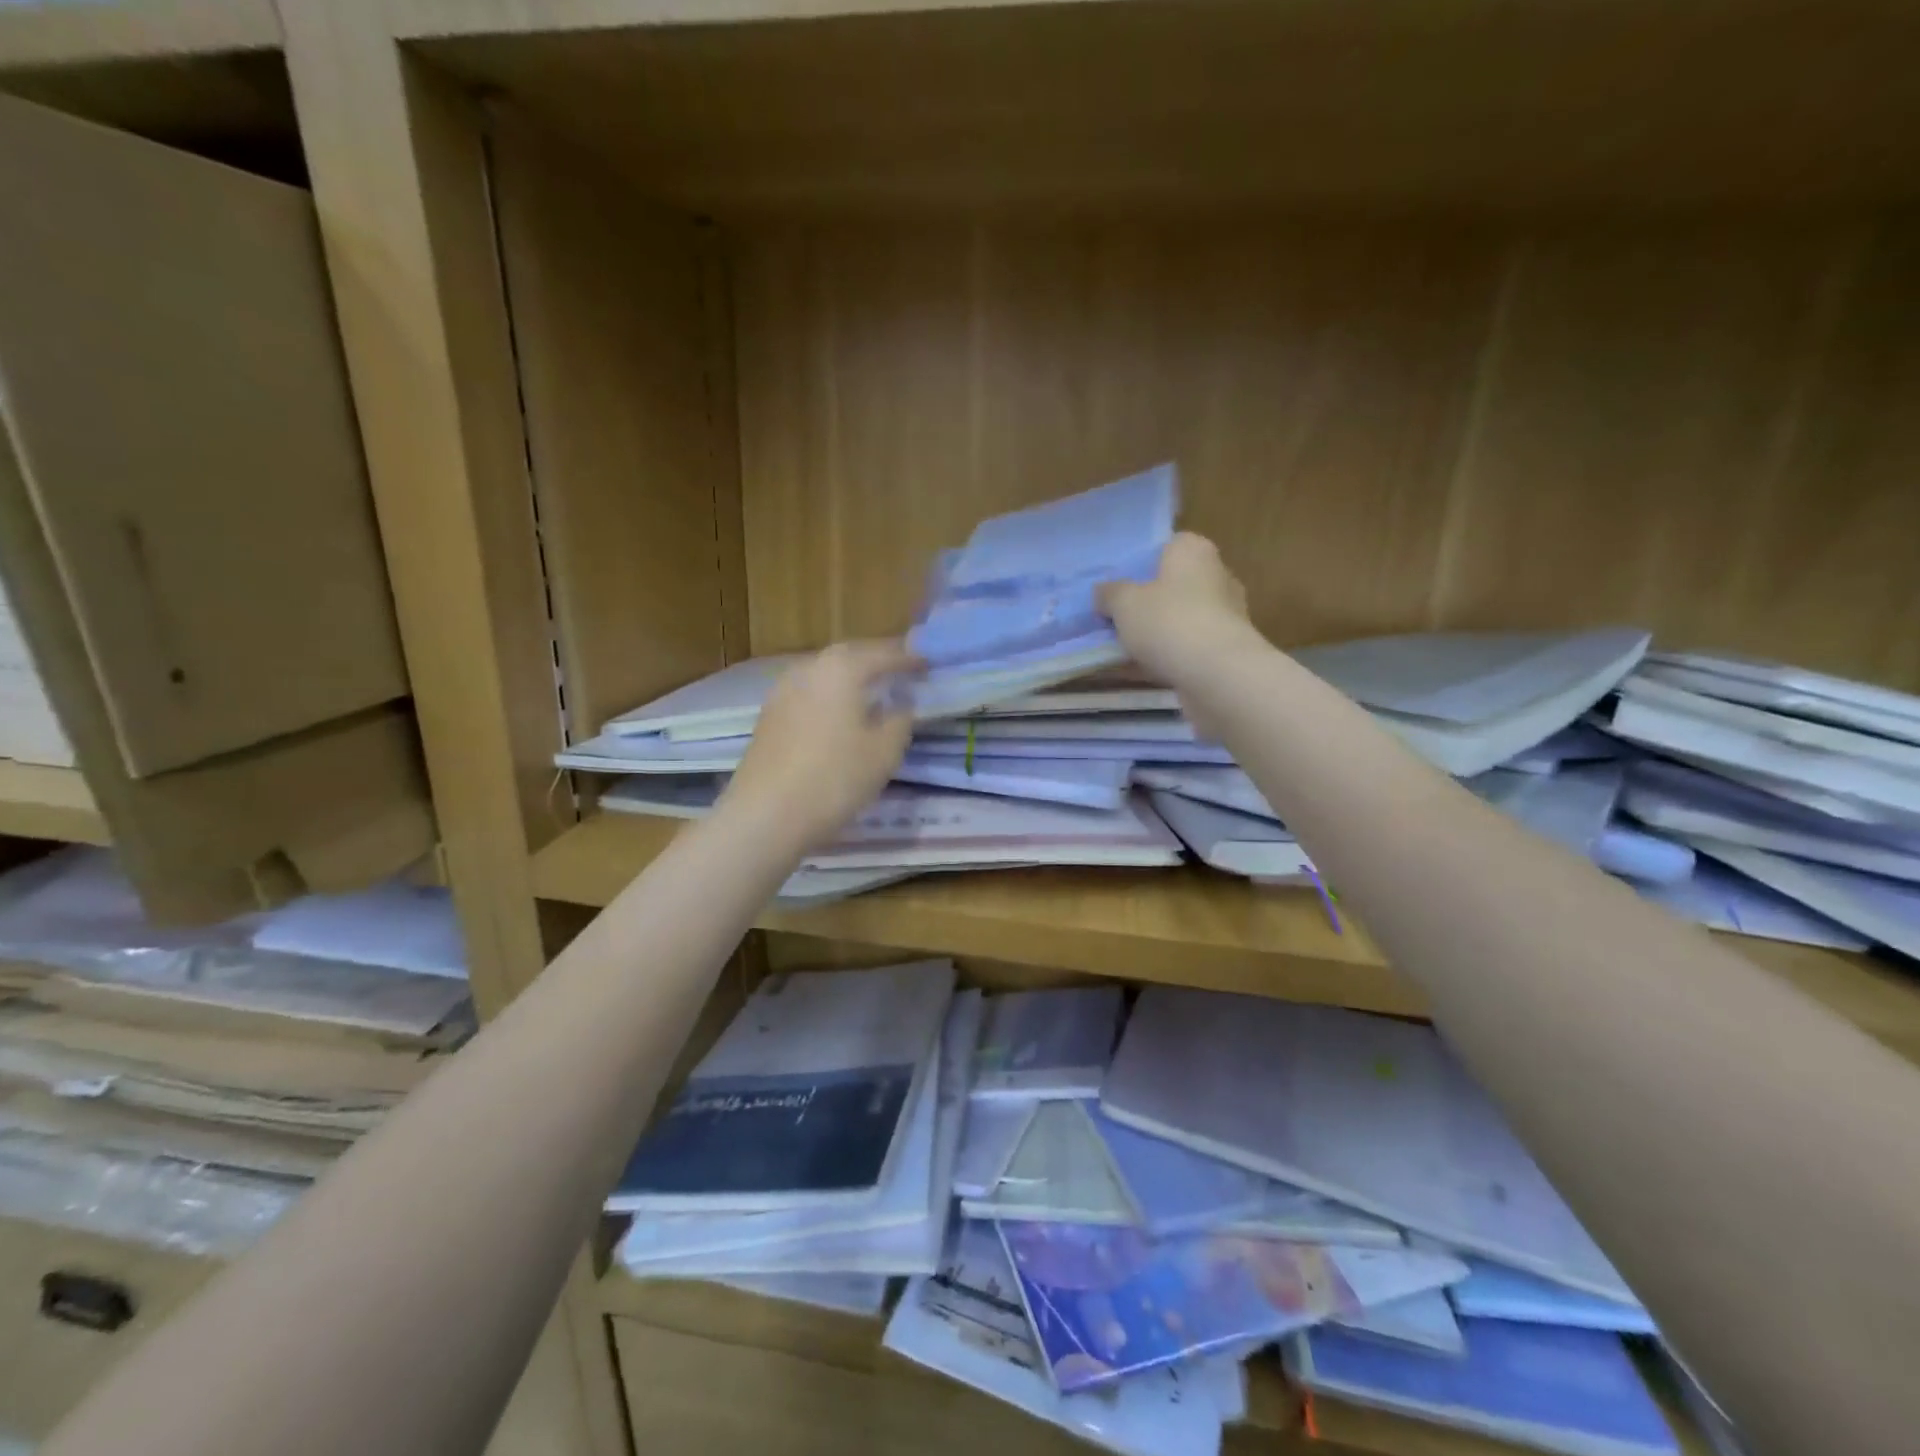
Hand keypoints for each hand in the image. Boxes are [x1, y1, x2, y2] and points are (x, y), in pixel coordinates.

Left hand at [721, 641, 922, 850]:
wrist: (766, 813)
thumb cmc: (835, 778)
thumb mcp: (885, 752)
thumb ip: (900, 720)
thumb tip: (901, 703)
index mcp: (843, 668)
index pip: (884, 654)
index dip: (909, 659)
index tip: (928, 665)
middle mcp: (810, 668)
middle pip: (850, 656)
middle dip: (876, 661)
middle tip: (900, 673)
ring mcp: (783, 690)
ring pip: (825, 673)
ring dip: (850, 678)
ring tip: (871, 693)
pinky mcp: (769, 715)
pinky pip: (809, 693)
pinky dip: (830, 696)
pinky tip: (839, 715)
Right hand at [1099, 533, 1260, 684]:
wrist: (1217, 674)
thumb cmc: (1168, 622)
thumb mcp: (1123, 603)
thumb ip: (1109, 593)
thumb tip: (1103, 592)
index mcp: (1193, 551)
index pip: (1166, 546)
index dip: (1140, 564)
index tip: (1117, 585)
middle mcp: (1216, 576)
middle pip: (1172, 585)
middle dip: (1146, 602)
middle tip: (1115, 618)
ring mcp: (1225, 615)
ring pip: (1178, 619)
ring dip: (1154, 633)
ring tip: (1121, 649)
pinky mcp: (1225, 649)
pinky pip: (1186, 647)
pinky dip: (1165, 656)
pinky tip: (1137, 671)